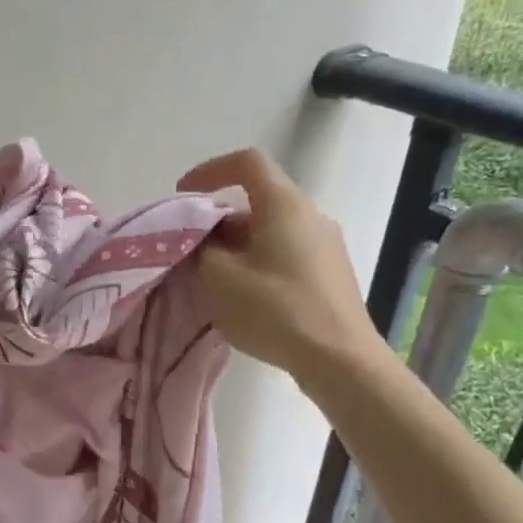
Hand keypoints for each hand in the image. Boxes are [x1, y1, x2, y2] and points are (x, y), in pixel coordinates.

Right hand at [179, 150, 383, 392]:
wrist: (339, 360)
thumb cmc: (274, 309)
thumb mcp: (217, 277)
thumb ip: (200, 249)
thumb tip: (202, 242)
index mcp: (284, 205)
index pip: (247, 162)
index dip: (209, 171)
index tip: (183, 196)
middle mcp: (310, 216)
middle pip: (256, 201)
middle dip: (217, 221)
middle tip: (190, 250)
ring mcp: (326, 246)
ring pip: (269, 231)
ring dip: (235, 246)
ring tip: (211, 280)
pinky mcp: (330, 275)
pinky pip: (284, 255)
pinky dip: (256, 263)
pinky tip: (243, 298)